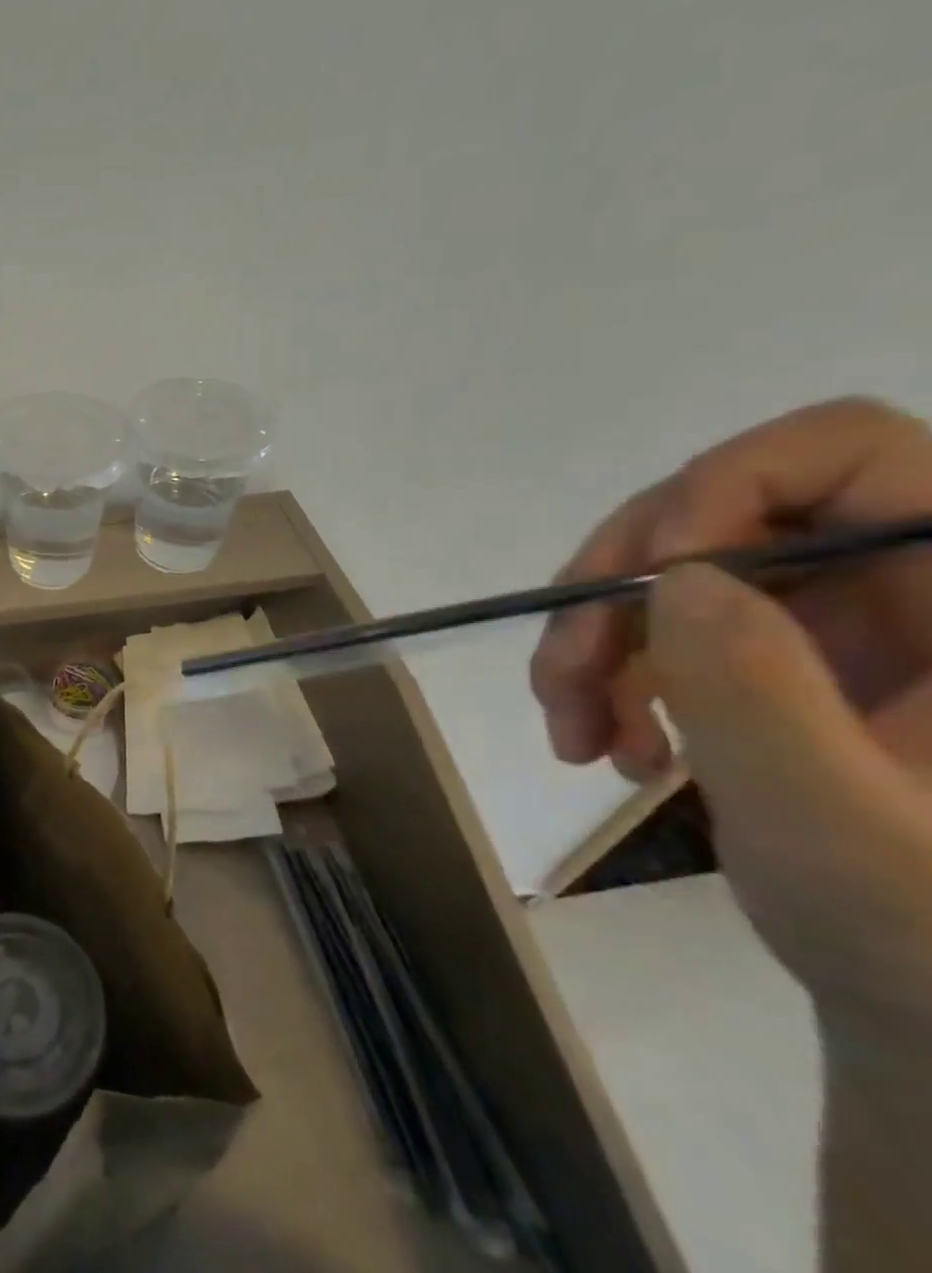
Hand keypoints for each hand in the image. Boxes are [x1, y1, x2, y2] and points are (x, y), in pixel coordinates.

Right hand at [530, 397, 931, 1030]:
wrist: (923, 1005)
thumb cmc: (925, 942)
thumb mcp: (848, 834)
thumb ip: (767, 701)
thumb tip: (671, 578)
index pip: (851, 453)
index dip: (727, 489)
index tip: (645, 580)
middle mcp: (907, 584)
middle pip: (718, 513)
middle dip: (615, 590)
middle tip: (561, 672)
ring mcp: (833, 620)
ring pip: (666, 572)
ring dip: (592, 642)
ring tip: (570, 731)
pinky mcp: (772, 654)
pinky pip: (655, 623)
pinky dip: (605, 673)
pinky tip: (601, 741)